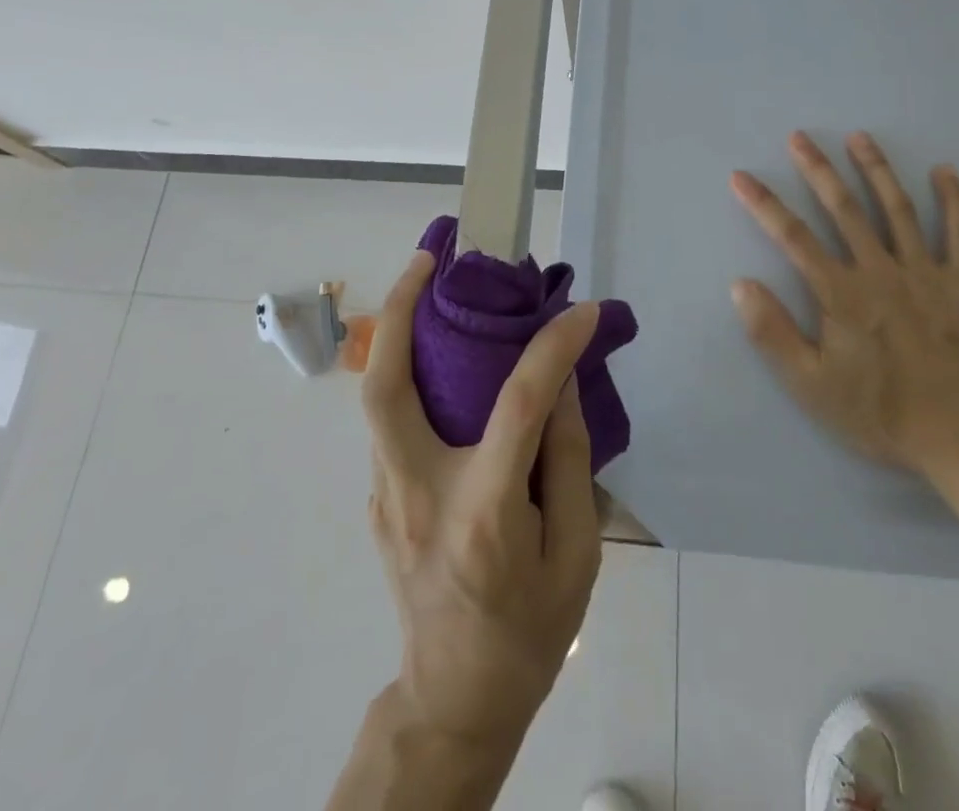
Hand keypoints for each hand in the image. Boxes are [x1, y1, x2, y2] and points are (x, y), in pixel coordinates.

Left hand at [361, 252, 602, 747]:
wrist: (455, 700)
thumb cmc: (529, 632)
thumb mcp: (576, 555)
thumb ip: (568, 461)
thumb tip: (560, 383)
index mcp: (482, 514)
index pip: (517, 405)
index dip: (553, 347)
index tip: (582, 311)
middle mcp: (417, 493)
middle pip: (384, 386)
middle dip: (399, 310)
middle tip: (428, 258)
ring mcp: (385, 497)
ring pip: (377, 397)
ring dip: (398, 334)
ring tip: (430, 285)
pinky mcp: (379, 499)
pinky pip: (390, 421)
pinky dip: (410, 374)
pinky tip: (440, 359)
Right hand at [729, 130, 958, 479]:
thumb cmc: (881, 413)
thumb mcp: (811, 385)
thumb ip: (773, 333)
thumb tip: (740, 284)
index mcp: (841, 293)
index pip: (793, 237)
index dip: (764, 204)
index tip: (741, 176)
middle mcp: (880, 270)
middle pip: (844, 209)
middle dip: (818, 170)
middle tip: (800, 137)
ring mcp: (926, 272)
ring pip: (897, 209)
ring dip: (876, 170)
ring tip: (859, 137)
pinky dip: (954, 200)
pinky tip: (945, 171)